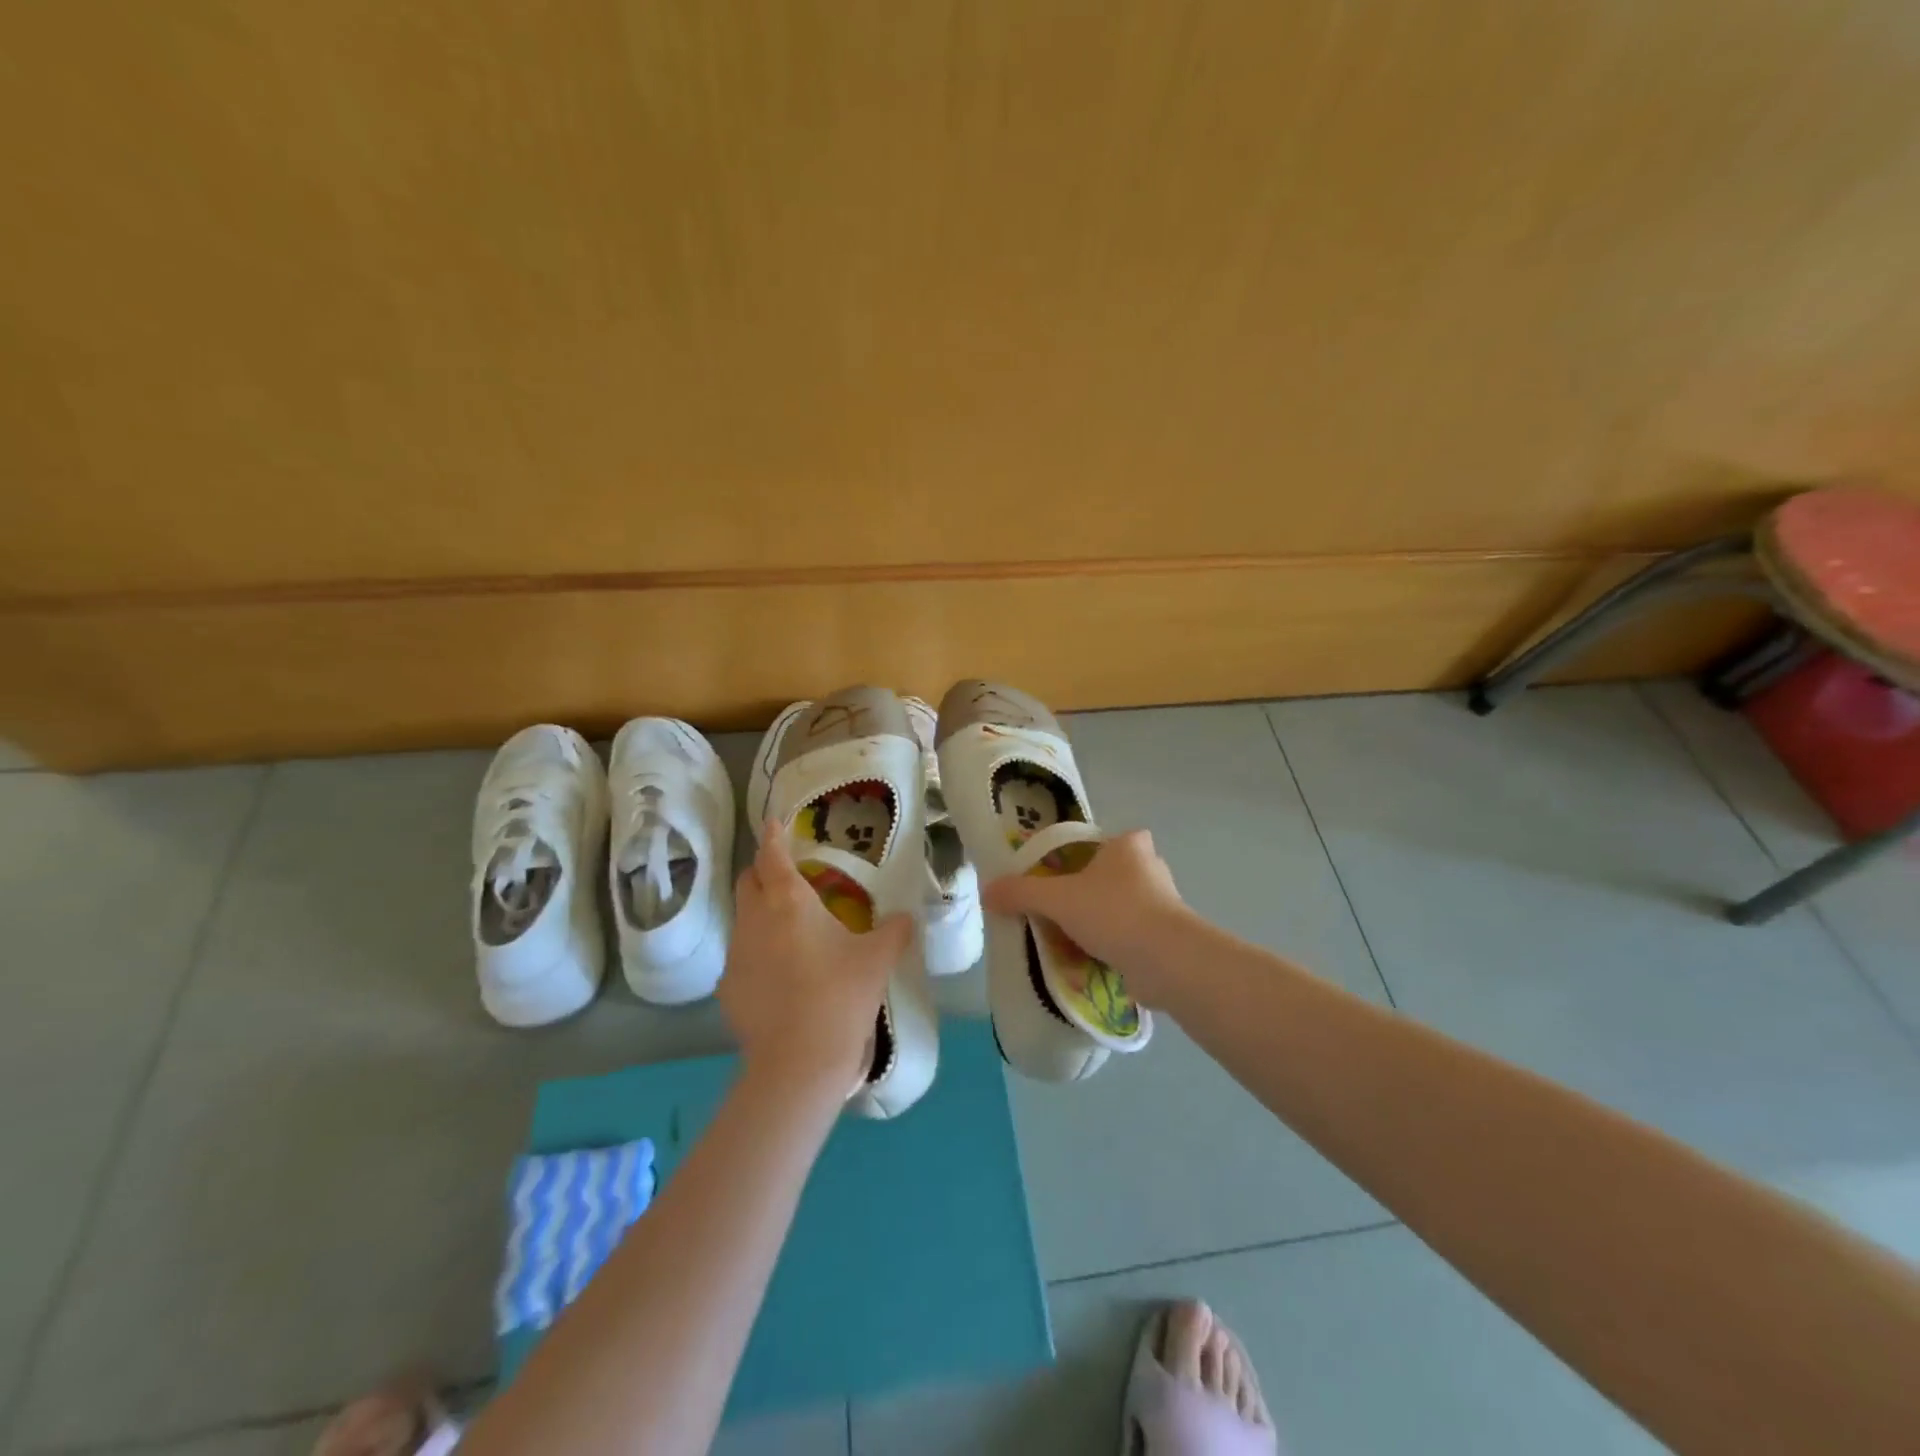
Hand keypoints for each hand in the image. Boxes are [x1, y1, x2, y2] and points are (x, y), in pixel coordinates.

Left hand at [721, 823, 915, 1096]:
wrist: (798, 1062)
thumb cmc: (841, 996)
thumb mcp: (878, 959)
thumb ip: (895, 931)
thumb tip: (907, 917)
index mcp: (790, 901)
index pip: (772, 855)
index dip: (773, 835)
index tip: (773, 822)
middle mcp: (756, 919)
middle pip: (747, 881)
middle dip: (763, 872)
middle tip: (787, 877)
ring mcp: (736, 954)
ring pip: (742, 919)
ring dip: (760, 913)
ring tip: (788, 929)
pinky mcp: (728, 988)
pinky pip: (741, 957)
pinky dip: (757, 953)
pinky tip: (779, 976)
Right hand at [979, 830, 1191, 1002]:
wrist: (1166, 961)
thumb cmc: (1113, 912)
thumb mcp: (1057, 899)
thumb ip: (1021, 893)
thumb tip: (986, 892)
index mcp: (1128, 845)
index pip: (1100, 842)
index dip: (1079, 858)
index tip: (1058, 879)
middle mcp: (1151, 867)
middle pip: (1109, 876)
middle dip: (1087, 894)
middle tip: (1058, 912)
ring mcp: (1165, 904)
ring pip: (1121, 908)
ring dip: (1099, 924)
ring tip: (1070, 942)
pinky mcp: (1169, 937)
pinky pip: (1131, 936)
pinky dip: (1114, 947)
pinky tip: (1092, 962)